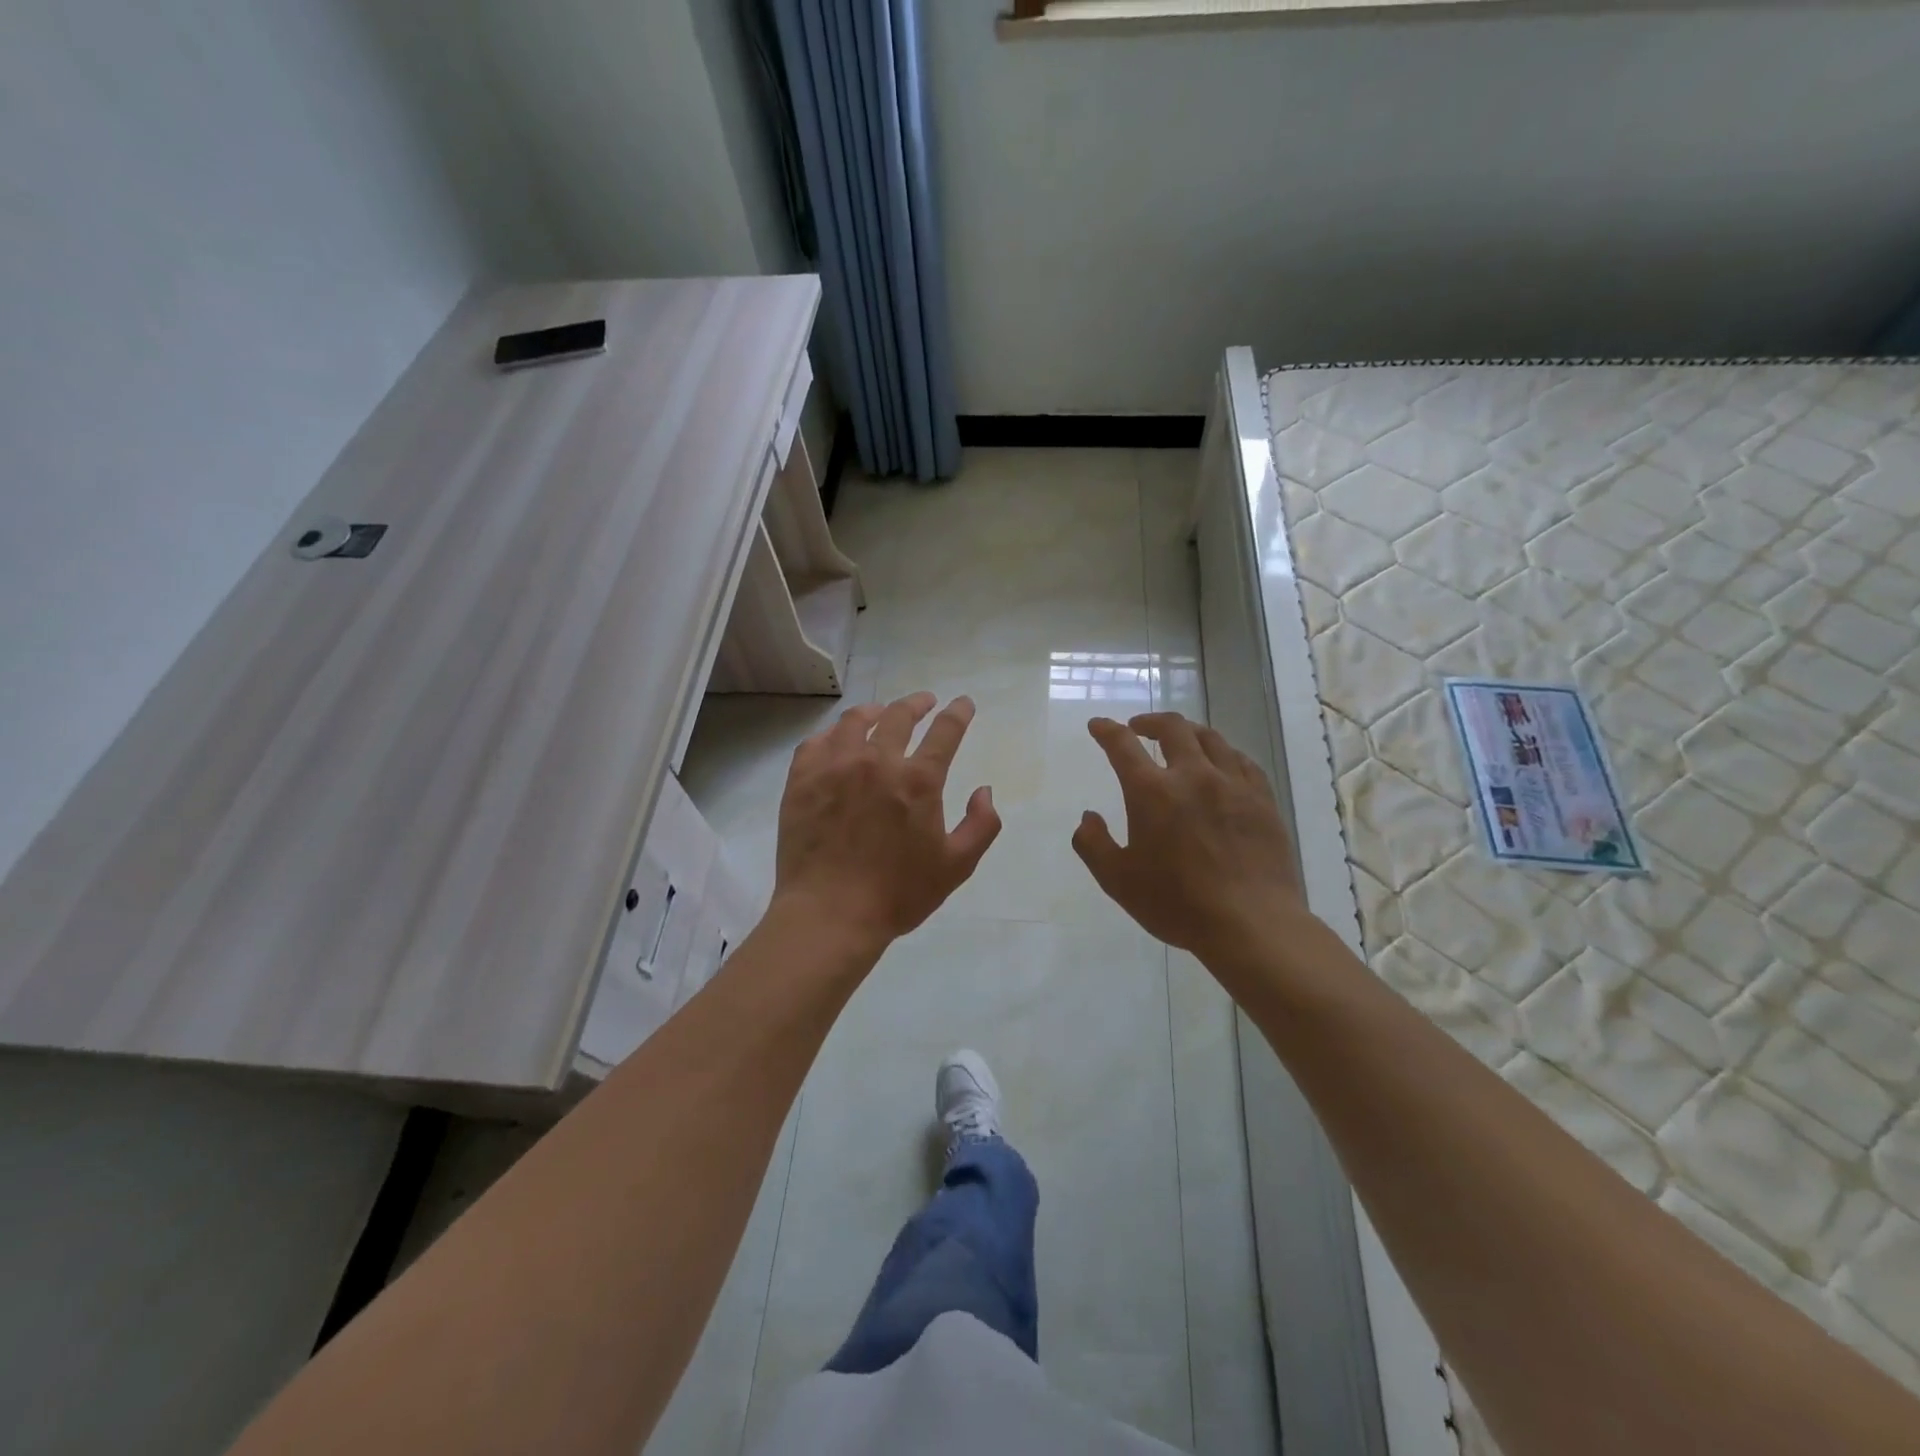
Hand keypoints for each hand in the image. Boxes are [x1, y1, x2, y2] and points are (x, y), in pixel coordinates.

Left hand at [773, 691, 1000, 947]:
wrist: (830, 913)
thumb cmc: (898, 894)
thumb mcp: (956, 866)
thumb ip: (981, 825)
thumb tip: (984, 791)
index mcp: (918, 780)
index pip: (945, 731)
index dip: (958, 712)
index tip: (963, 703)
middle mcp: (877, 761)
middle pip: (899, 716)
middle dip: (917, 703)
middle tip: (924, 702)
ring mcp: (835, 766)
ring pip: (855, 721)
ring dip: (874, 711)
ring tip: (880, 713)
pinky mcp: (802, 779)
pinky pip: (817, 742)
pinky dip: (833, 734)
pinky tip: (837, 740)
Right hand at [1073, 712, 1306, 965]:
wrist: (1251, 923)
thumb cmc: (1177, 903)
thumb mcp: (1118, 881)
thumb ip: (1093, 845)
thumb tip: (1088, 817)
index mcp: (1152, 792)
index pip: (1123, 745)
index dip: (1107, 730)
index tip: (1098, 725)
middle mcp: (1193, 776)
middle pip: (1173, 728)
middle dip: (1150, 721)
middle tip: (1138, 728)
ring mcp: (1233, 784)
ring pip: (1210, 738)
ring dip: (1187, 732)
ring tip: (1179, 741)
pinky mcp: (1262, 799)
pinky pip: (1242, 760)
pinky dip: (1223, 753)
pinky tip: (1221, 764)